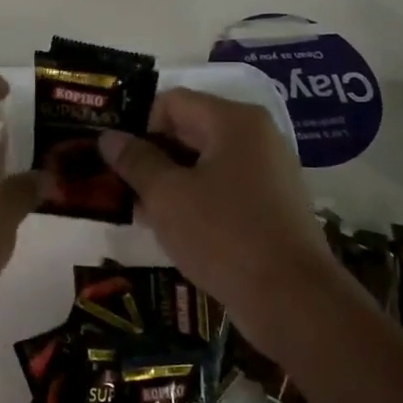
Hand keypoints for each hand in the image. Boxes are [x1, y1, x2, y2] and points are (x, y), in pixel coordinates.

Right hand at [98, 89, 340, 343]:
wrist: (293, 300)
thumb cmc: (224, 235)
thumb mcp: (166, 196)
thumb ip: (135, 161)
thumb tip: (109, 137)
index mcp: (234, 121)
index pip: (171, 102)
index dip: (138, 125)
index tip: (116, 159)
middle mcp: (256, 137)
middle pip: (189, 129)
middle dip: (151, 155)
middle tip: (119, 185)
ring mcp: (268, 172)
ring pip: (204, 162)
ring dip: (169, 181)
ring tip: (139, 210)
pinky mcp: (271, 206)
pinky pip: (222, 189)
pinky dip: (195, 200)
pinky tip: (172, 229)